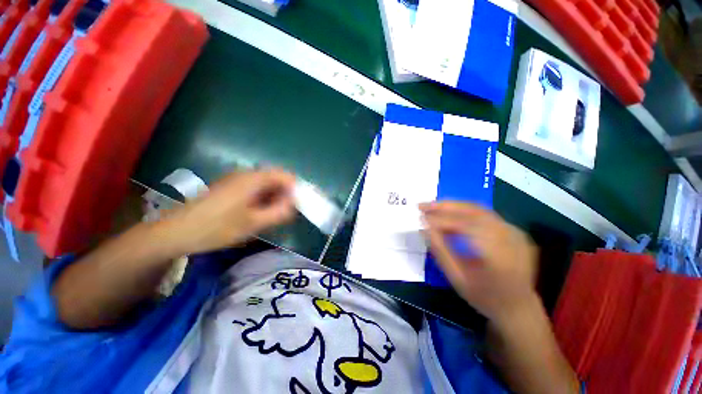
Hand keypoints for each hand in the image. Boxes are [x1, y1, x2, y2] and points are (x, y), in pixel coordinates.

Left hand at [163, 168, 295, 254]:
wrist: (175, 232)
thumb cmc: (216, 228)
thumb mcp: (253, 223)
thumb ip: (279, 212)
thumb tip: (295, 204)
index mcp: (253, 179)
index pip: (286, 176)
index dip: (297, 189)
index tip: (300, 205)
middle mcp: (247, 174)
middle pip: (277, 179)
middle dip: (286, 195)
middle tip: (287, 213)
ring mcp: (237, 180)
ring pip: (267, 185)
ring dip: (275, 198)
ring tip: (274, 216)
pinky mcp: (231, 187)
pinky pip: (256, 189)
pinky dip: (264, 199)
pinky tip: (259, 213)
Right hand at [421, 202, 538, 326]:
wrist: (519, 307)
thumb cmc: (484, 297)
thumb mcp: (457, 278)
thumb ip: (440, 250)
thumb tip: (424, 227)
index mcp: (499, 255)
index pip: (465, 226)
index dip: (440, 220)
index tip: (420, 217)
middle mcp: (510, 238)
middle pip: (473, 212)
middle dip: (444, 206)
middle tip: (422, 206)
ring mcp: (514, 232)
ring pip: (478, 209)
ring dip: (452, 206)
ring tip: (432, 207)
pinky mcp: (512, 229)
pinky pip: (484, 214)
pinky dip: (463, 211)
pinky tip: (449, 214)